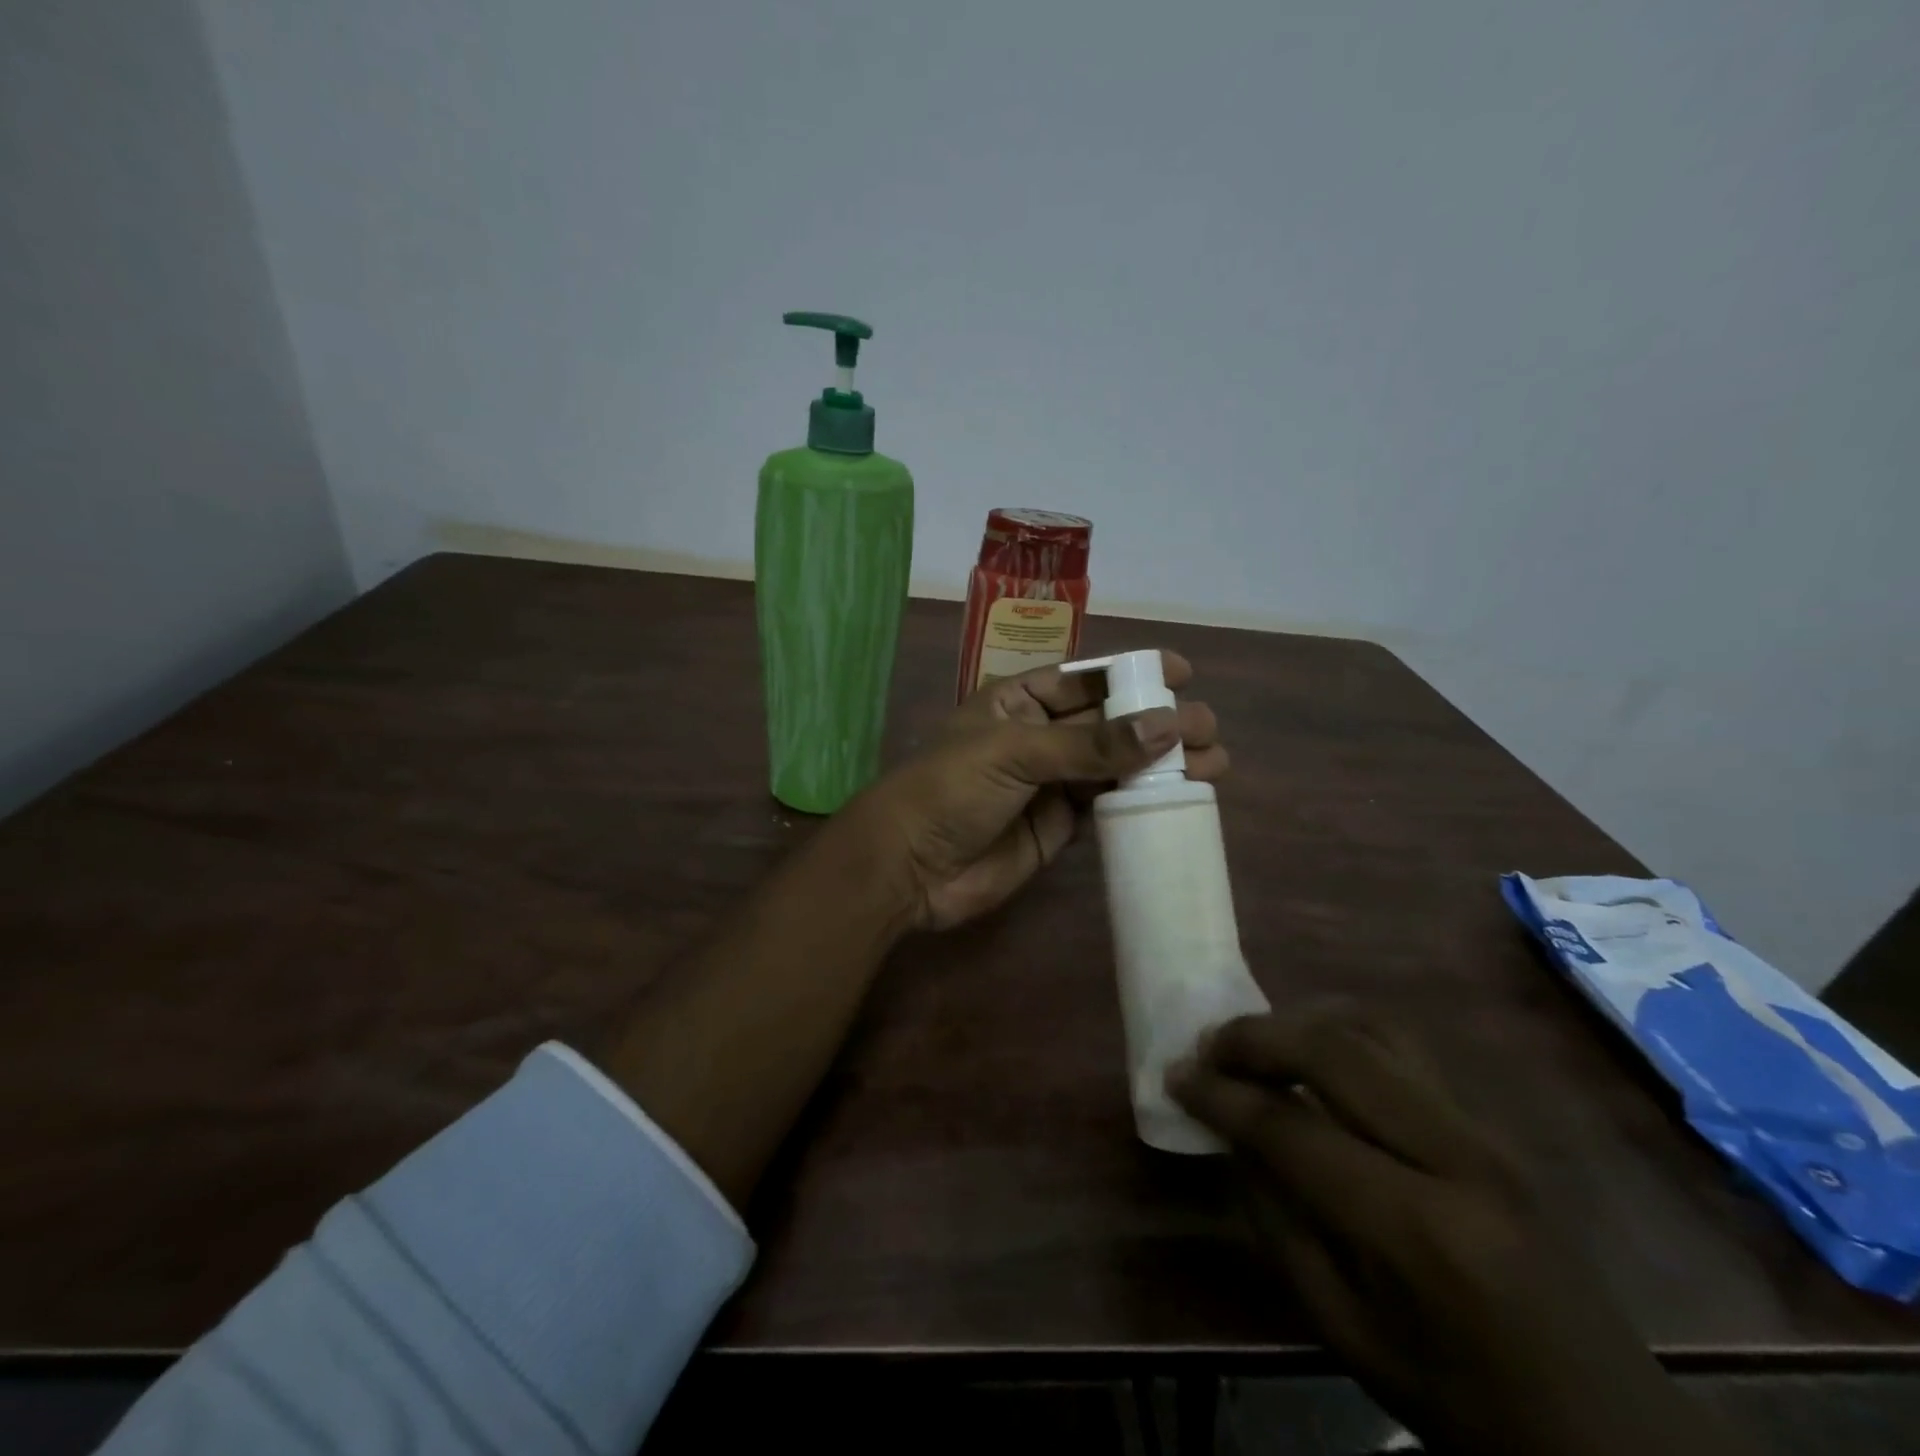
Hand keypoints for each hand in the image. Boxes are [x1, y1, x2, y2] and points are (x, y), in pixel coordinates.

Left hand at [836, 654, 1225, 930]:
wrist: (909, 868)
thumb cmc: (950, 790)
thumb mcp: (1016, 753)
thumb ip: (1090, 744)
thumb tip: (1168, 725)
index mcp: (1018, 701)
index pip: (1084, 680)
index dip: (1131, 674)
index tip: (1181, 673)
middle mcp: (1038, 737)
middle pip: (1108, 723)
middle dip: (1157, 722)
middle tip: (1209, 728)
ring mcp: (1050, 783)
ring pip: (1114, 766)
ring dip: (1160, 763)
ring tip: (1214, 762)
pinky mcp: (1058, 827)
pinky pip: (1107, 807)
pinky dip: (1140, 801)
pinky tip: (1178, 796)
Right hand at [1168, 1006, 1757, 1455]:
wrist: (1609, 1432)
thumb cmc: (1461, 1399)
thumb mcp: (1345, 1332)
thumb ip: (1278, 1223)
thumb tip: (1233, 1136)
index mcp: (1415, 1230)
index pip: (1291, 1128)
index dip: (1221, 1095)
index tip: (1175, 1074)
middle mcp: (1455, 1156)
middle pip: (1334, 1050)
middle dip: (1255, 1037)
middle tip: (1208, 1047)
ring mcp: (1484, 1130)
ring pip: (1371, 1028)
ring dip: (1299, 1022)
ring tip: (1256, 1045)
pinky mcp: (1493, 1123)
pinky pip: (1401, 1047)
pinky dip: (1340, 1033)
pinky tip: (1313, 1056)